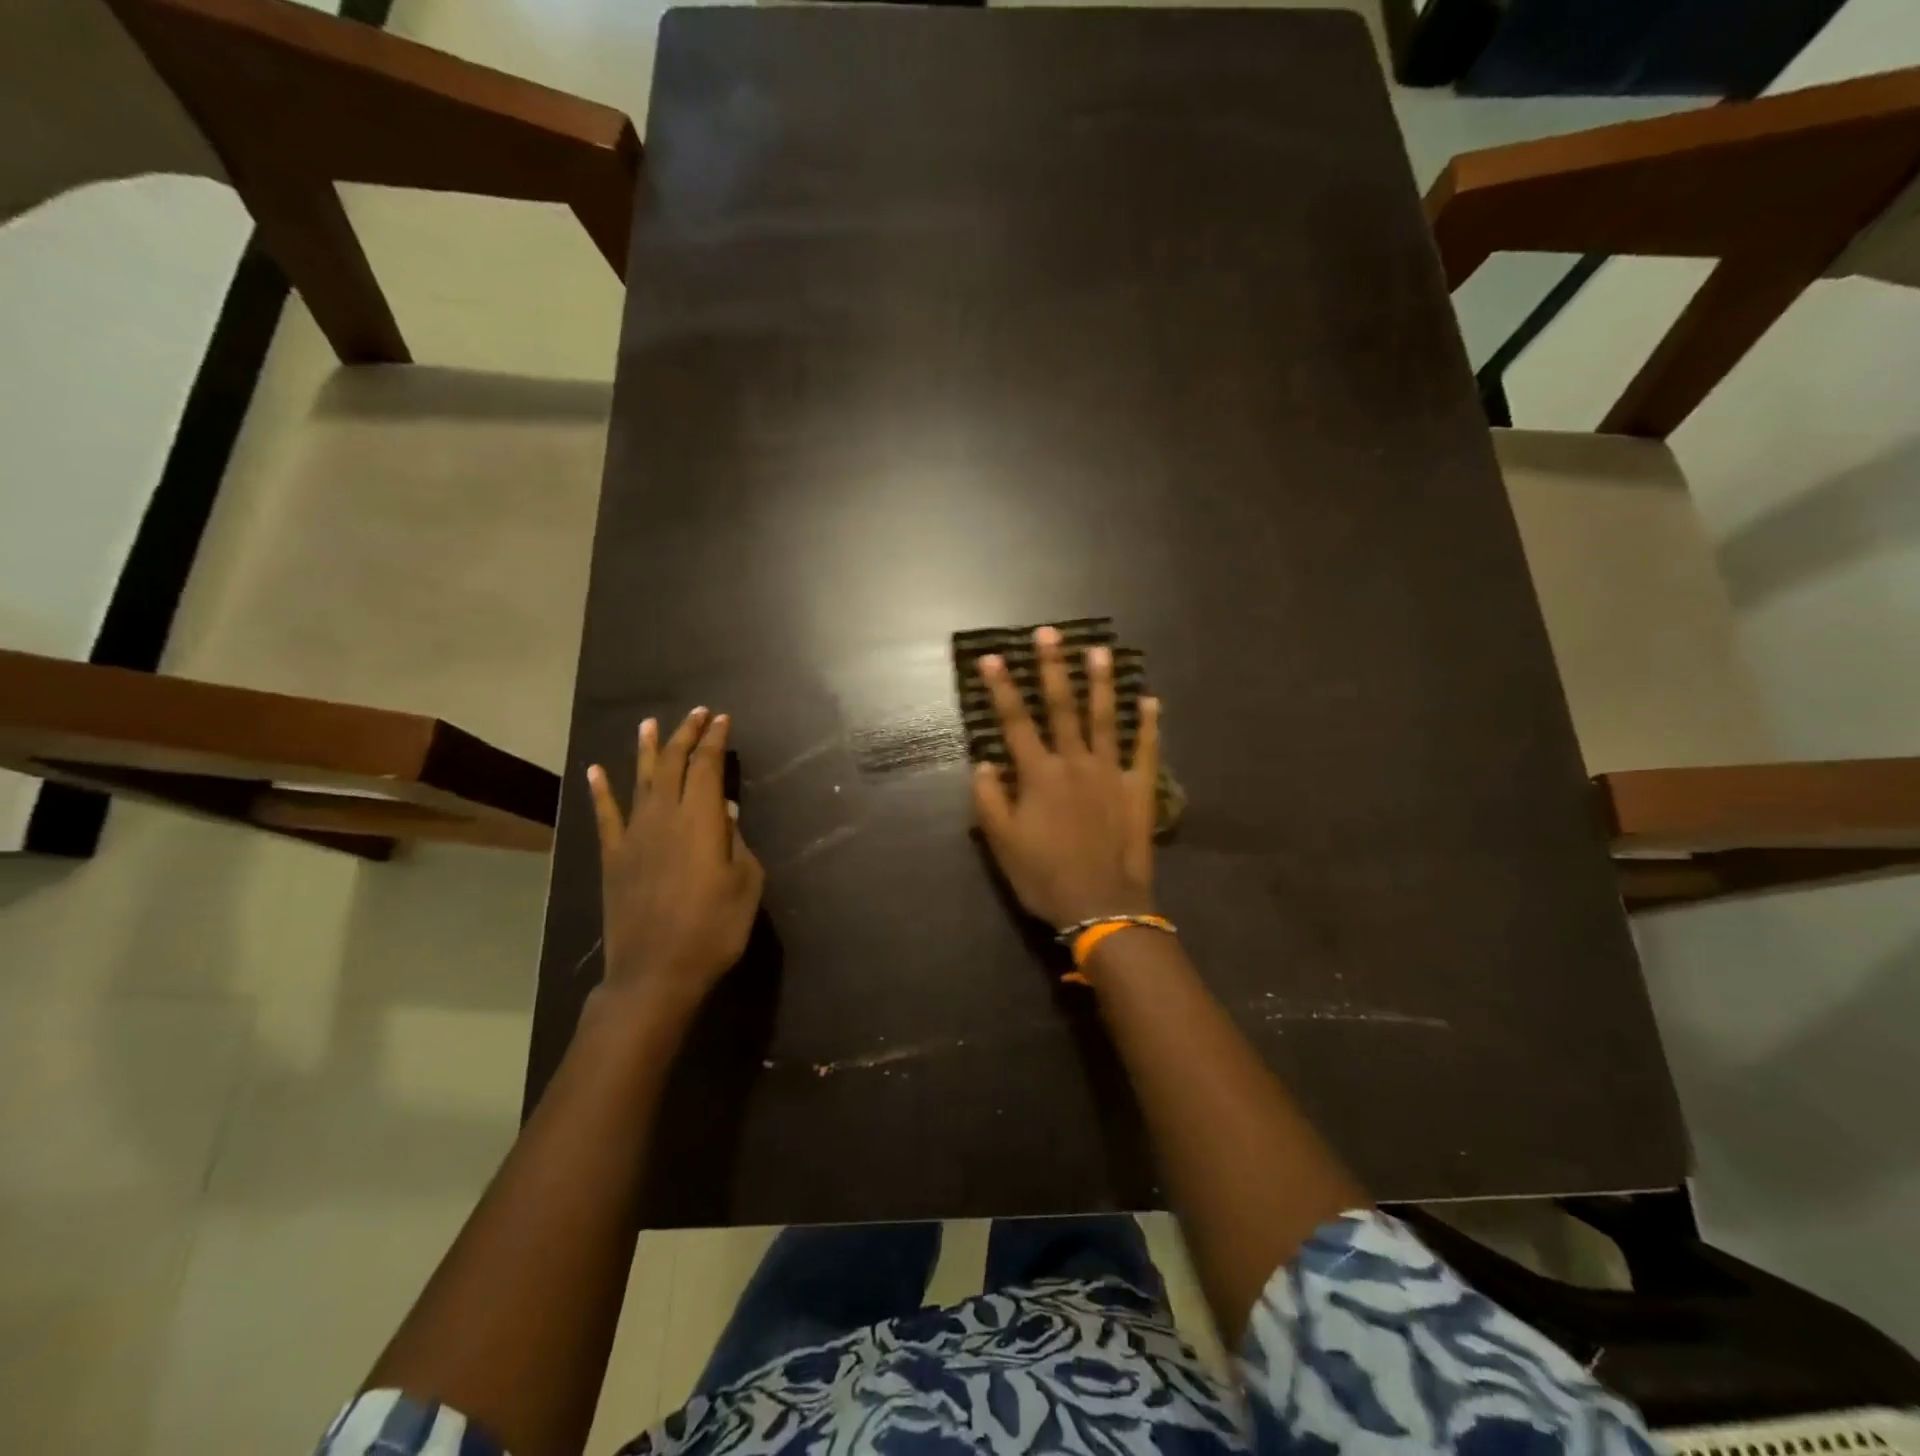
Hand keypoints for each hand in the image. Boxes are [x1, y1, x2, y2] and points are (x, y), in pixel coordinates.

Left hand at [586, 708, 764, 1017]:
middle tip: (698, 714)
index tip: (723, 720)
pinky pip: (605, 815)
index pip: (708, 766)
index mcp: (701, 819)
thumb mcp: (746, 883)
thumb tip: (726, 812)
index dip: (715, 740)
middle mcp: (664, 816)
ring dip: (647, 749)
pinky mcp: (613, 857)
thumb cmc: (714, 928)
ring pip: (640, 779)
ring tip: (649, 723)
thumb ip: (738, 842)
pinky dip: (600, 790)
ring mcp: (634, 835)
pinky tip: (596, 770)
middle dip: (686, 734)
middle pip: (674, 763)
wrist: (656, 972)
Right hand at [972, 626, 1160, 928]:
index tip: (993, 657)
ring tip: (1100, 650)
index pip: (1015, 722)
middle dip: (1053, 668)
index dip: (1002, 689)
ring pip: (1105, 718)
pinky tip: (1151, 699)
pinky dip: (1149, 723)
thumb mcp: (1002, 844)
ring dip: (1101, 682)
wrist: (1102, 905)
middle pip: (1062, 707)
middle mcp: (1074, 762)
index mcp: (1039, 775)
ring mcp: (1111, 773)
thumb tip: (983, 762)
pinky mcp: (1138, 788)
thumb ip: (989, 800)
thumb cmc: (1045, 876)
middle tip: (1049, 633)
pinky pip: (1145, 749)